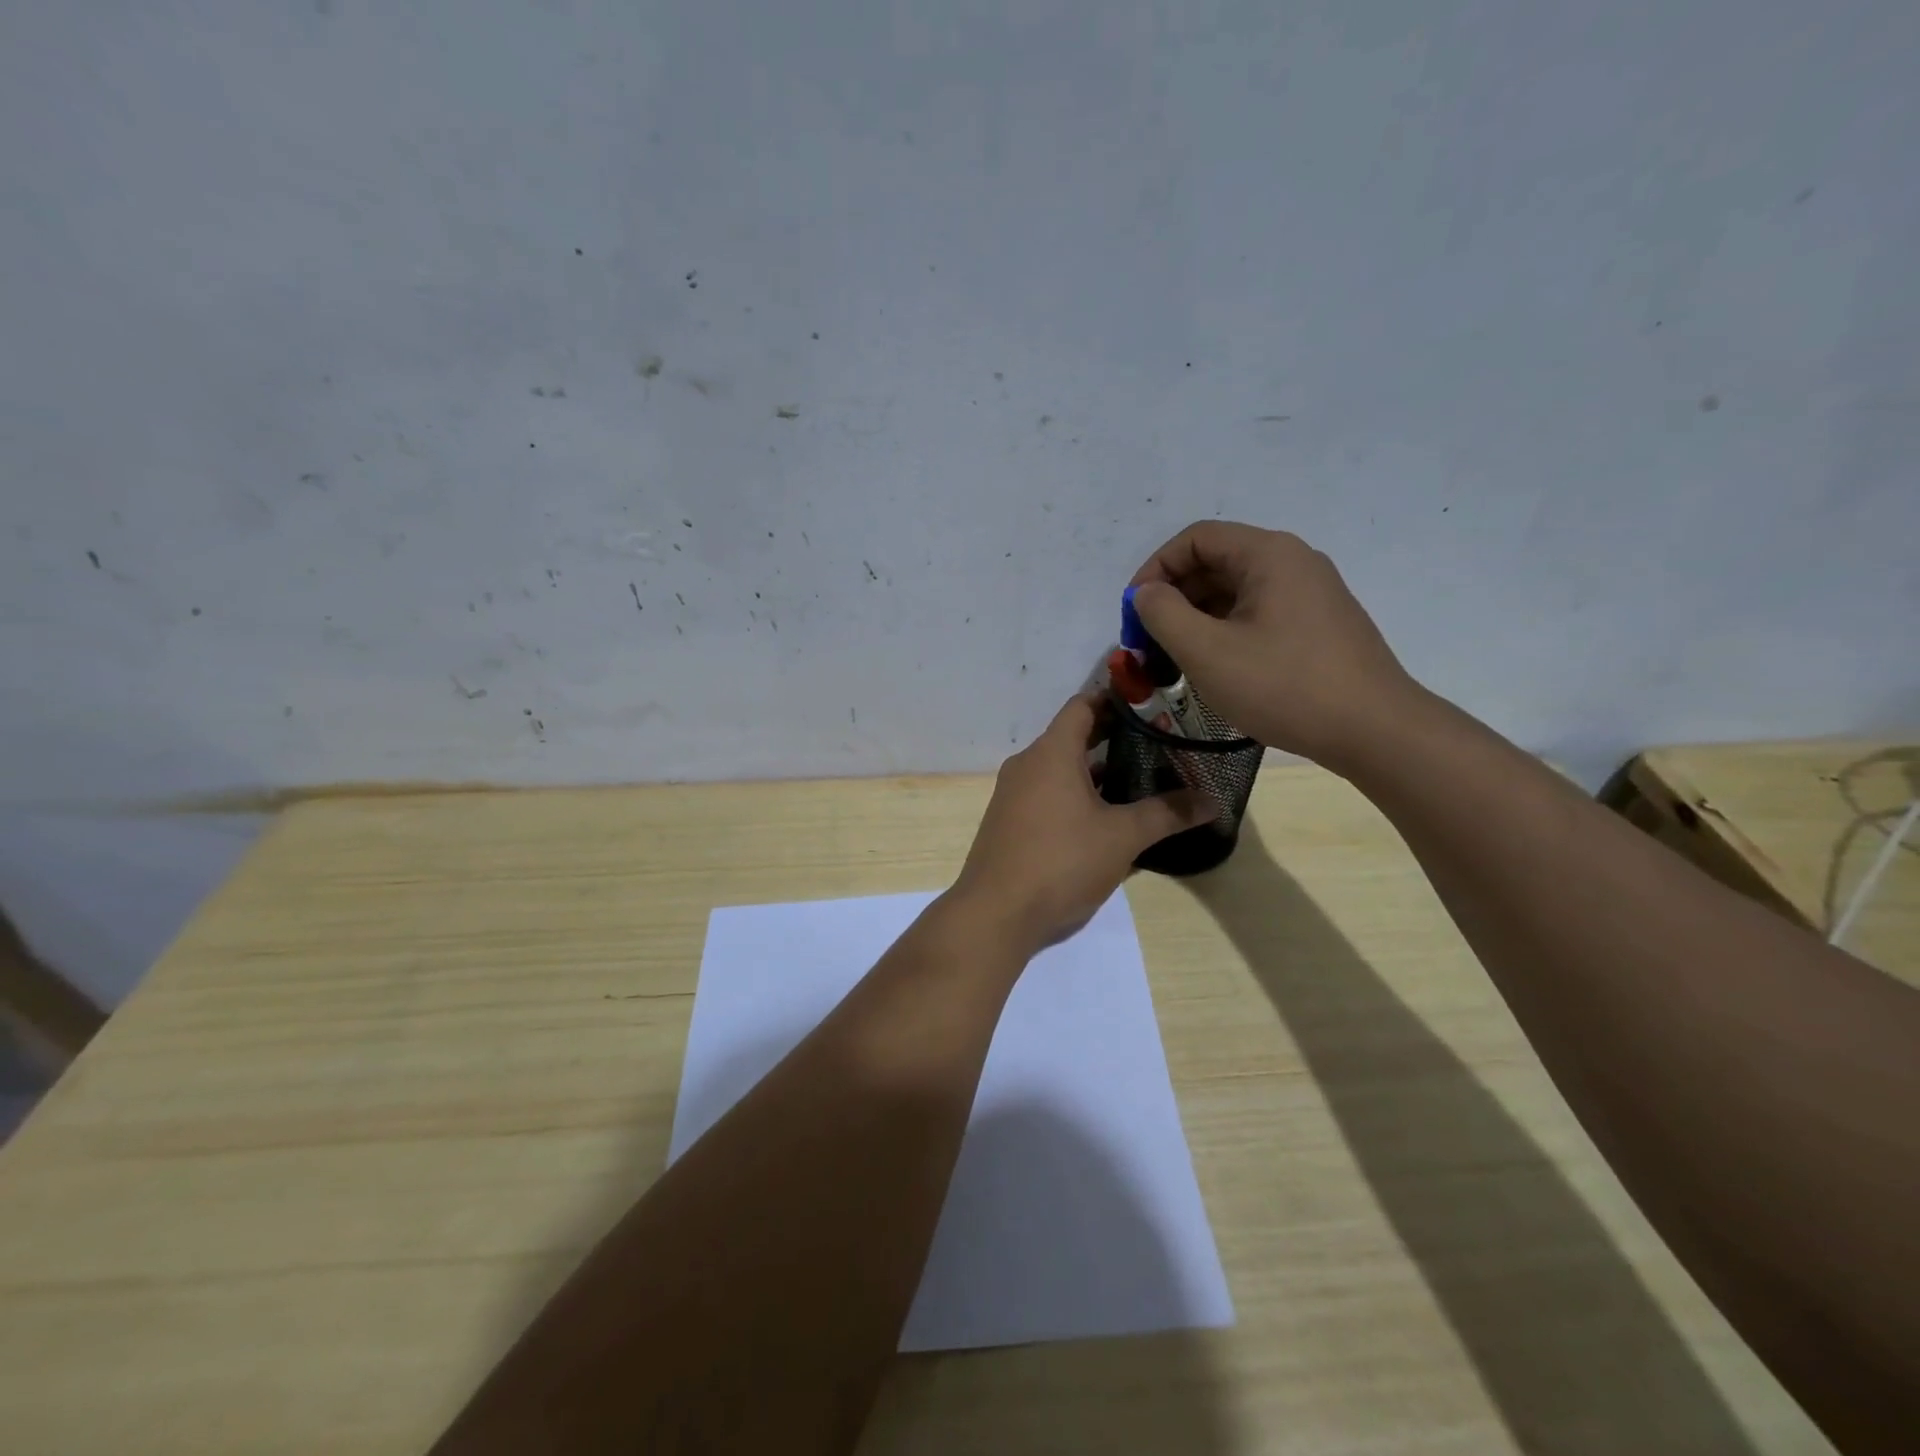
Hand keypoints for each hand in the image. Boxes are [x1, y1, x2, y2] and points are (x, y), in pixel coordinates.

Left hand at [952, 695, 1211, 952]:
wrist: (996, 913)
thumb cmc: (1061, 862)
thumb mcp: (1122, 837)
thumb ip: (1167, 814)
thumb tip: (1213, 802)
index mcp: (1051, 752)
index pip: (1083, 705)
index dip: (1116, 698)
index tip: (1151, 703)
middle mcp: (1027, 764)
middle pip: (1072, 735)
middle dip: (1112, 736)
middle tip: (1157, 742)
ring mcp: (1013, 794)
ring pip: (1059, 768)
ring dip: (1094, 769)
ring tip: (1138, 777)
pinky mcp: (1009, 822)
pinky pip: (1046, 793)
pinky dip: (1074, 794)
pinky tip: (1103, 816)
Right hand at [1130, 521, 1419, 770]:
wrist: (1373, 730)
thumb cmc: (1283, 686)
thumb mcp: (1207, 651)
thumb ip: (1163, 614)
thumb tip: (1145, 593)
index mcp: (1268, 554)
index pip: (1196, 539)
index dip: (1155, 569)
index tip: (1133, 611)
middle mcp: (1293, 561)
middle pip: (1216, 562)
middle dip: (1174, 597)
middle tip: (1149, 640)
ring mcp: (1311, 593)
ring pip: (1236, 591)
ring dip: (1197, 617)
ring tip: (1176, 658)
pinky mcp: (1318, 624)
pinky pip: (1258, 612)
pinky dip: (1226, 630)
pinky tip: (1215, 667)